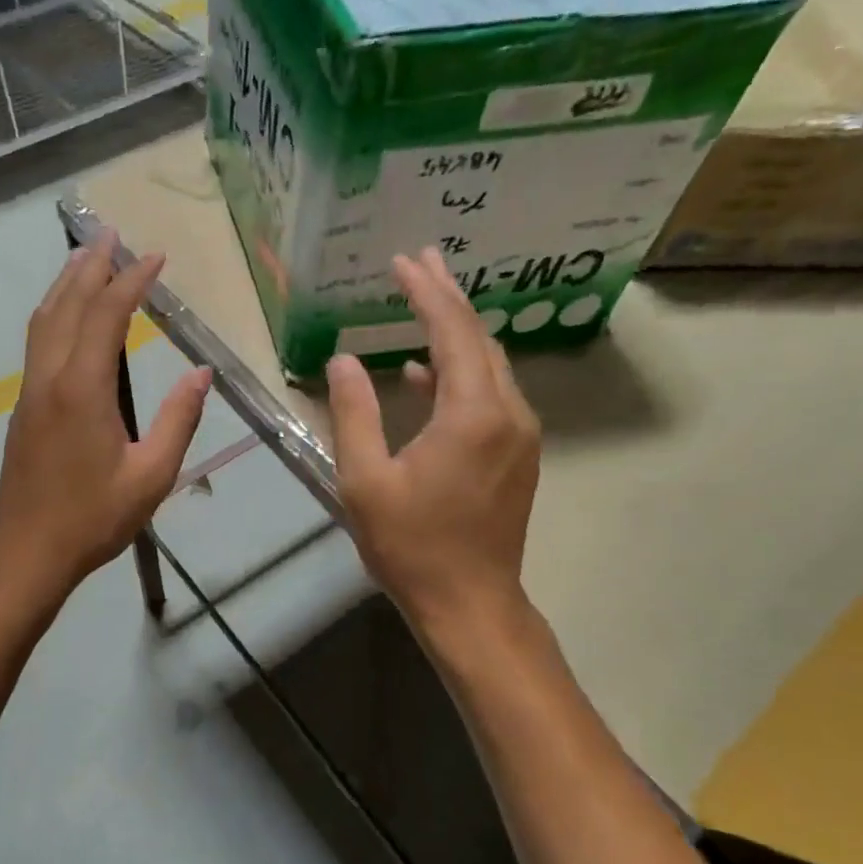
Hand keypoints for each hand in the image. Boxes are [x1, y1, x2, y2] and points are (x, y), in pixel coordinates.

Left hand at [0, 231, 211, 600]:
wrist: (27, 551)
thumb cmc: (94, 518)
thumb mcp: (152, 475)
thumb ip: (178, 420)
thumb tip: (201, 373)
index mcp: (82, 389)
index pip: (106, 315)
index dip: (130, 281)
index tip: (154, 256)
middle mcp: (50, 377)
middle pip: (66, 305)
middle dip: (90, 265)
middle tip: (111, 233)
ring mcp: (30, 390)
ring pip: (44, 320)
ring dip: (65, 284)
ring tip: (85, 256)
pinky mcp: (24, 406)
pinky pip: (37, 341)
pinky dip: (54, 311)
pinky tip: (66, 313)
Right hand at [327, 246, 542, 646]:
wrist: (470, 603)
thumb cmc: (411, 545)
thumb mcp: (365, 480)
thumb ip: (354, 412)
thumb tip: (343, 359)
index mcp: (472, 414)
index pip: (451, 332)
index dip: (425, 292)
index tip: (402, 261)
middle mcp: (507, 413)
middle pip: (478, 337)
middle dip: (447, 296)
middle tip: (419, 260)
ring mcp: (519, 434)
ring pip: (489, 363)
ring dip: (455, 330)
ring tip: (422, 299)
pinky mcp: (517, 453)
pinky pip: (490, 392)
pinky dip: (458, 371)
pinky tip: (421, 373)